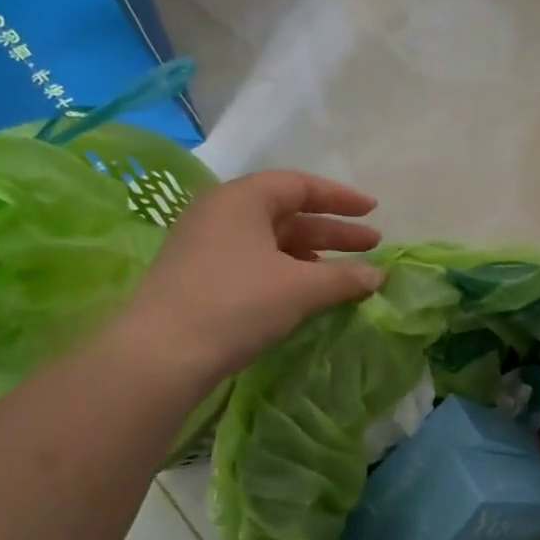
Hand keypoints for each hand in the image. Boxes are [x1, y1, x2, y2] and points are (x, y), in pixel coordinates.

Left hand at [127, 170, 383, 377]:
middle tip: (371, 246)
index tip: (373, 211)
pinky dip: (286, 273)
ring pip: (270, 242)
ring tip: (344, 275)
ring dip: (311, 256)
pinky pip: (253, 263)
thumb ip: (344, 278)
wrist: (161, 354)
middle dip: (332, 231)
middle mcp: (220, 213)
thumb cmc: (236, 303)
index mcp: (242, 199)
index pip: (299, 185)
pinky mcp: (197, 278)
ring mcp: (204, 246)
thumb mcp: (299, 288)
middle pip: (286, 214)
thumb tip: (379, 275)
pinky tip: (305, 294)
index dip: (340, 198)